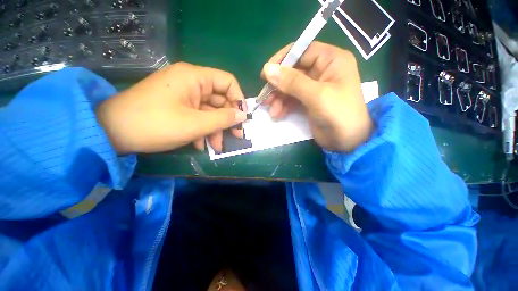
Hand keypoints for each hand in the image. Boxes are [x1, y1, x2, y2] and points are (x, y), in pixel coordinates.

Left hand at [96, 62, 246, 153]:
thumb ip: (223, 119)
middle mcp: (191, 82)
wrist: (112, 133)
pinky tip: (199, 144)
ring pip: (210, 111)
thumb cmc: (155, 124)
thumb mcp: (195, 124)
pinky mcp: (178, 106)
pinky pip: (198, 116)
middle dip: (227, 120)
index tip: (242, 118)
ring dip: (215, 129)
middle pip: (220, 99)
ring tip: (216, 147)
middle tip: (235, 137)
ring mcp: (184, 95)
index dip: (238, 100)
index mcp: (195, 77)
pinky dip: (202, 130)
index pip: (228, 82)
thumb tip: (242, 116)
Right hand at [261, 41, 372, 151]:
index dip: (282, 60)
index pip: (302, 50)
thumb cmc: (339, 114)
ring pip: (289, 87)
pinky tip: (277, 114)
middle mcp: (322, 70)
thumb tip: (267, 68)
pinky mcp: (308, 101)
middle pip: (292, 71)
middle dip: (277, 85)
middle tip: (264, 97)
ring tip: (271, 111)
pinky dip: (283, 106)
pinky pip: (291, 99)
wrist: (347, 141)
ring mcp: (314, 87)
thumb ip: (292, 82)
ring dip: (278, 98)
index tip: (265, 73)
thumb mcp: (316, 96)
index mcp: (331, 60)